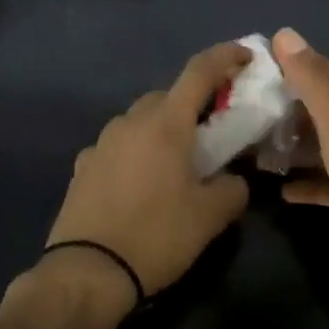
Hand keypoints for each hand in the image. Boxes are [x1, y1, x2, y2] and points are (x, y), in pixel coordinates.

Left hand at [43, 42, 251, 310]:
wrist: (87, 272)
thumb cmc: (156, 235)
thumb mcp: (210, 217)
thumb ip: (232, 189)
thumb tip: (233, 180)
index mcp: (166, 123)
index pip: (199, 72)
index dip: (225, 57)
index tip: (246, 55)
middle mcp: (131, 122)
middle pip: (168, 96)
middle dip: (192, 104)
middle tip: (213, 129)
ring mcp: (102, 142)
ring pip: (139, 120)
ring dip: (161, 128)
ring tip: (176, 162)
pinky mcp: (83, 167)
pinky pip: (118, 146)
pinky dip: (135, 152)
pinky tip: (141, 182)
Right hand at [273, 28, 328, 307]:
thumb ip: (313, 82)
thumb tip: (285, 33)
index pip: (323, 71)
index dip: (290, 63)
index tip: (249, 65)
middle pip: (320, 107)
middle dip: (285, 104)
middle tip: (242, 107)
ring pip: (320, 144)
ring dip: (291, 143)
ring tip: (253, 145)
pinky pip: (324, 181)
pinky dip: (304, 181)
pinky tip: (280, 189)